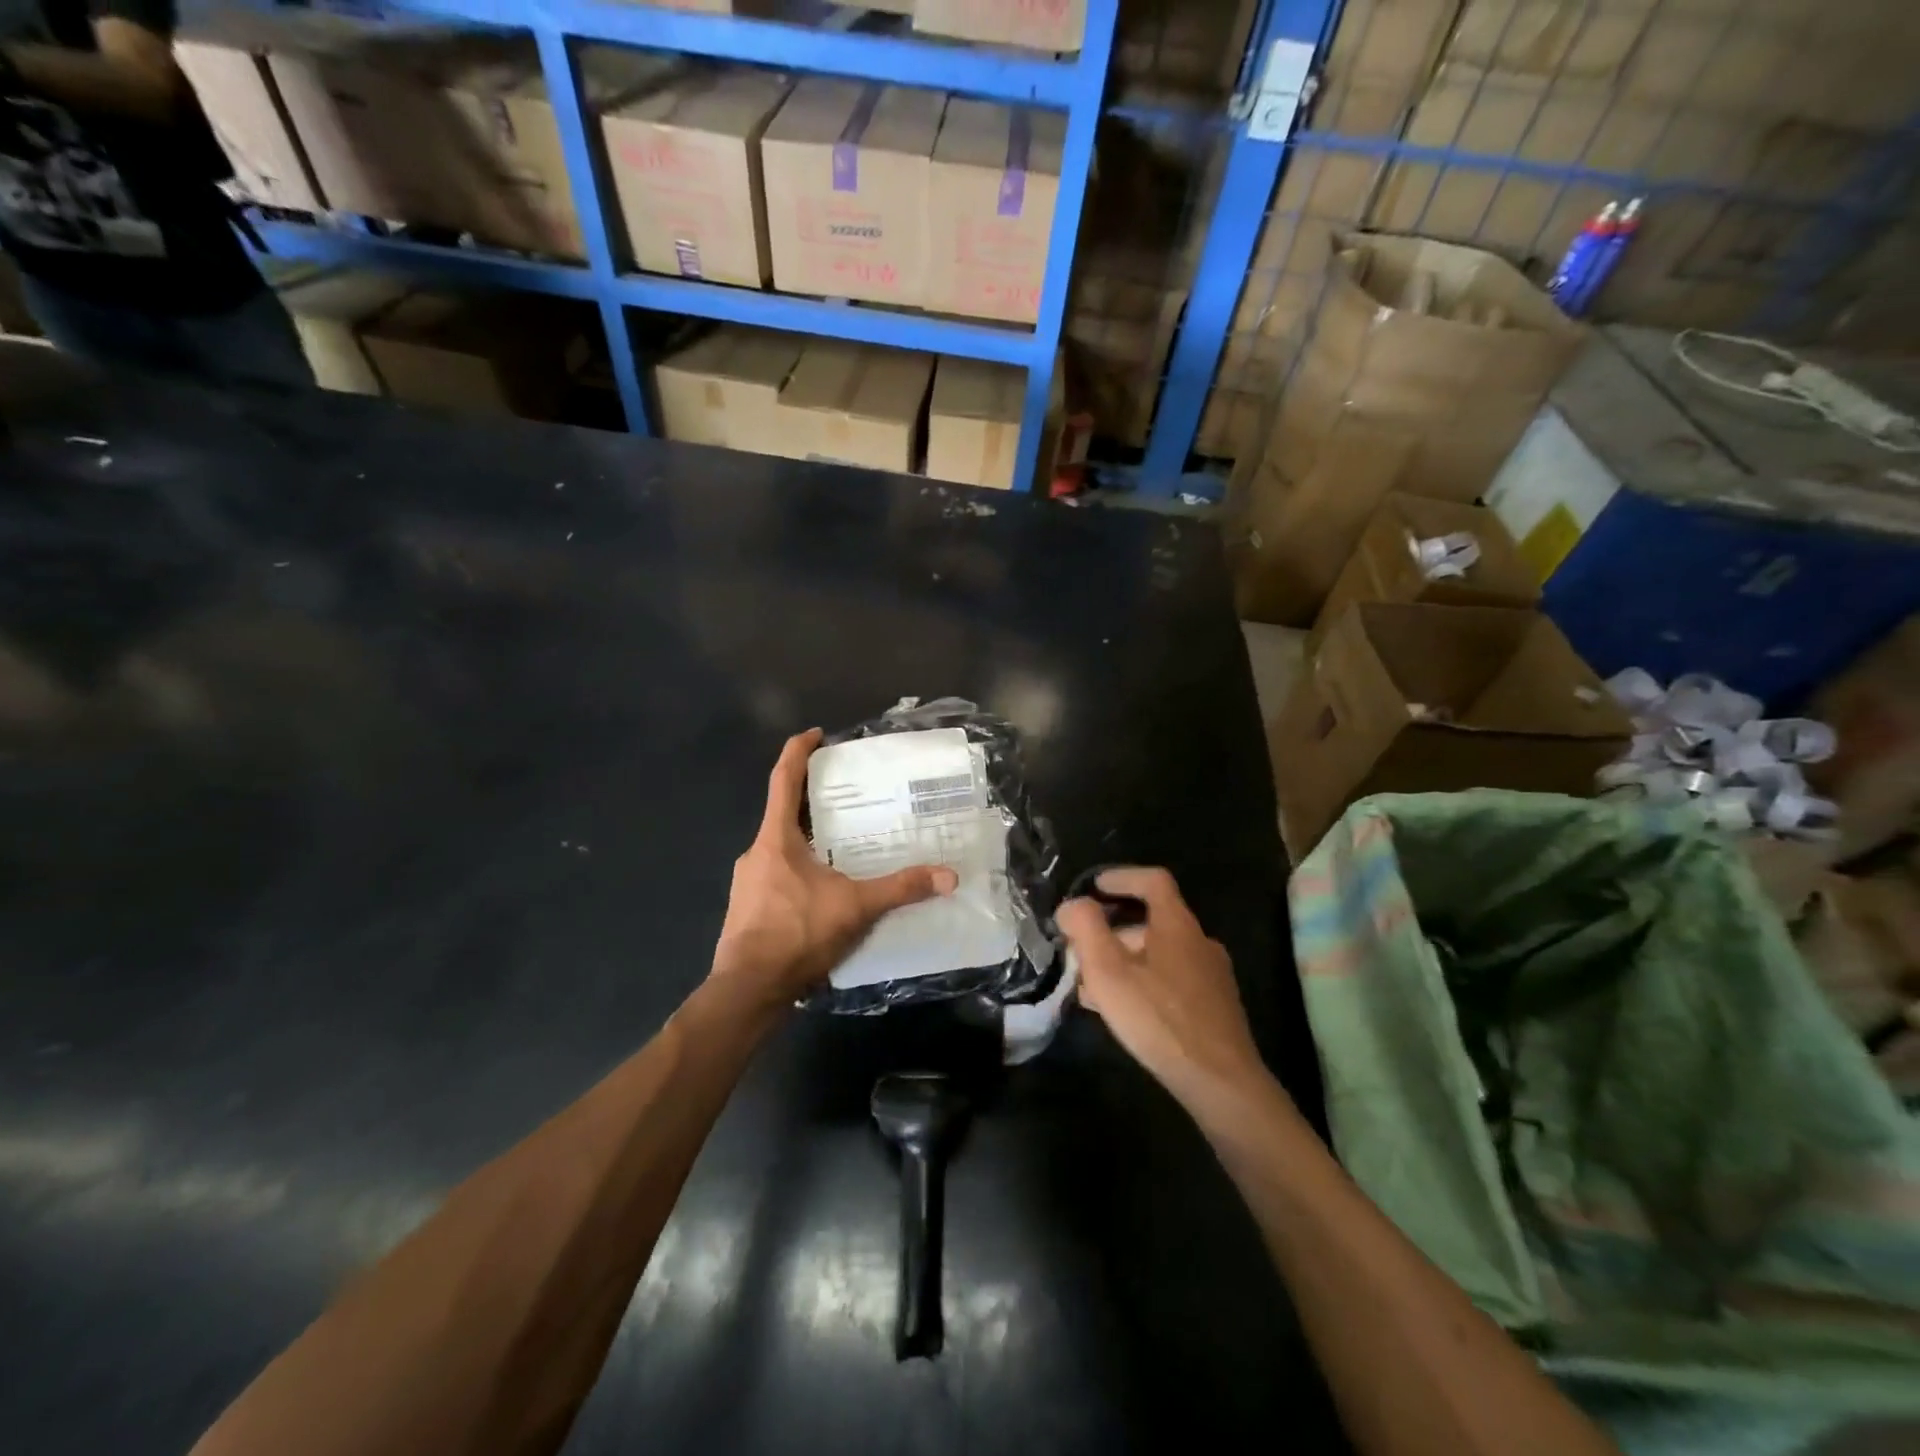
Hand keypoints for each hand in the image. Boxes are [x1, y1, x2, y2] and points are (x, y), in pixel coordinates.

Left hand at [712, 729, 956, 1009]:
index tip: (816, 735)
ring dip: (808, 839)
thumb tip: (949, 876)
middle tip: (848, 796)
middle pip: (783, 813)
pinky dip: (801, 869)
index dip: (798, 752)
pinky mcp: (749, 908)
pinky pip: (778, 874)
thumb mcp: (855, 907)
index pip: (783, 780)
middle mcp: (756, 853)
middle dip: (813, 800)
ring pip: (781, 847)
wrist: (748, 990)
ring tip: (844, 843)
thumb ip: (901, 889)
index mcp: (775, 839)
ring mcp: (748, 882)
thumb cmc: (796, 934)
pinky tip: (826, 889)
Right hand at [1057, 867, 1270, 1111]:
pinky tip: (1124, 1013)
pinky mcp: (1215, 1007)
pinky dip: (1144, 983)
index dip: (1122, 877)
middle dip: (1112, 931)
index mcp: (1177, 925)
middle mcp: (1200, 942)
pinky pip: (1172, 980)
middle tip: (1081, 952)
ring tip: (1093, 989)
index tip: (1094, 887)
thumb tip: (1073, 905)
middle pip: (1153, 920)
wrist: (1221, 1083)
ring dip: (1125, 961)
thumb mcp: (1108, 972)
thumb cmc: (1159, 1019)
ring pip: (1160, 954)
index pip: (1152, 880)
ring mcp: (1212, 976)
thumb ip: (1086, 930)